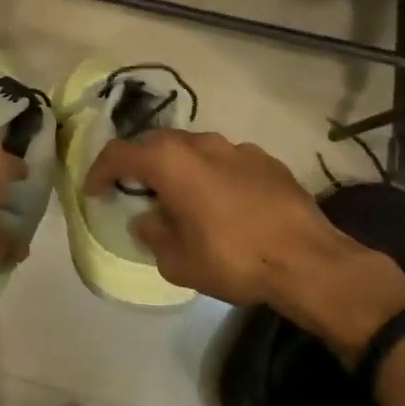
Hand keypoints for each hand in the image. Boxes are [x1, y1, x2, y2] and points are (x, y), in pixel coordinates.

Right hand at [84, 131, 404, 334]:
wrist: (310, 262)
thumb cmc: (233, 259)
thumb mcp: (177, 260)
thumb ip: (153, 234)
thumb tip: (148, 221)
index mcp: (169, 161)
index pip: (119, 154)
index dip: (99, 171)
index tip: (94, 191)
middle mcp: (199, 143)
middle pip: (155, 144)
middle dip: (139, 165)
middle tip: (134, 191)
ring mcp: (236, 148)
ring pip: (193, 149)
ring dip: (178, 168)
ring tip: (180, 196)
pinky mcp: (266, 160)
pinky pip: (226, 161)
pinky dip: (213, 175)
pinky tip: (222, 203)